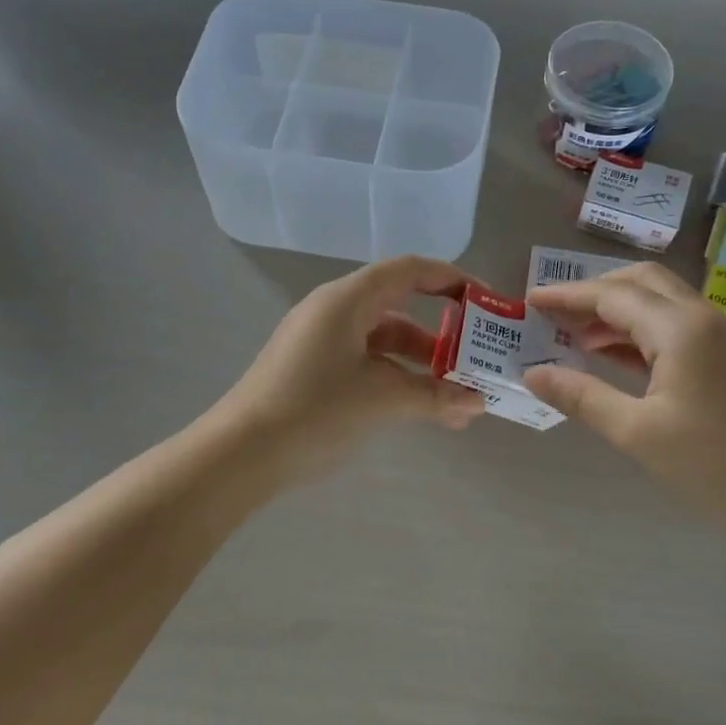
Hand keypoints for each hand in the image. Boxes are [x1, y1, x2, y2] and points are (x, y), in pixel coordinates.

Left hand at [214, 255, 484, 483]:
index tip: (484, 302)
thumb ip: (434, 396)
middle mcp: (333, 311)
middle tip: (476, 359)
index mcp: (347, 300)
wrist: (241, 453)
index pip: (408, 270)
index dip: (450, 279)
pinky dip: (394, 378)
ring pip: (383, 341)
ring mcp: (320, 341)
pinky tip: (418, 408)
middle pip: (398, 307)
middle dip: (441, 334)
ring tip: (455, 399)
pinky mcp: (312, 369)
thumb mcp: (381, 400)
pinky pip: (365, 362)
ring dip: (419, 365)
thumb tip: (478, 403)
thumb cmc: (314, 410)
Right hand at [524, 263, 725, 552]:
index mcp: (681, 328)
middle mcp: (704, 318)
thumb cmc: (712, 465)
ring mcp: (722, 337)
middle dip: (594, 291)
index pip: (613, 295)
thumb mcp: (636, 432)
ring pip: (660, 302)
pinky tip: (613, 357)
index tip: (530, 301)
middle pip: (641, 283)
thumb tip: (532, 373)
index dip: (568, 295)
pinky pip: (675, 327)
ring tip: (573, 335)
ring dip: (617, 311)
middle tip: (554, 313)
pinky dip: (639, 332)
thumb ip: (581, 396)